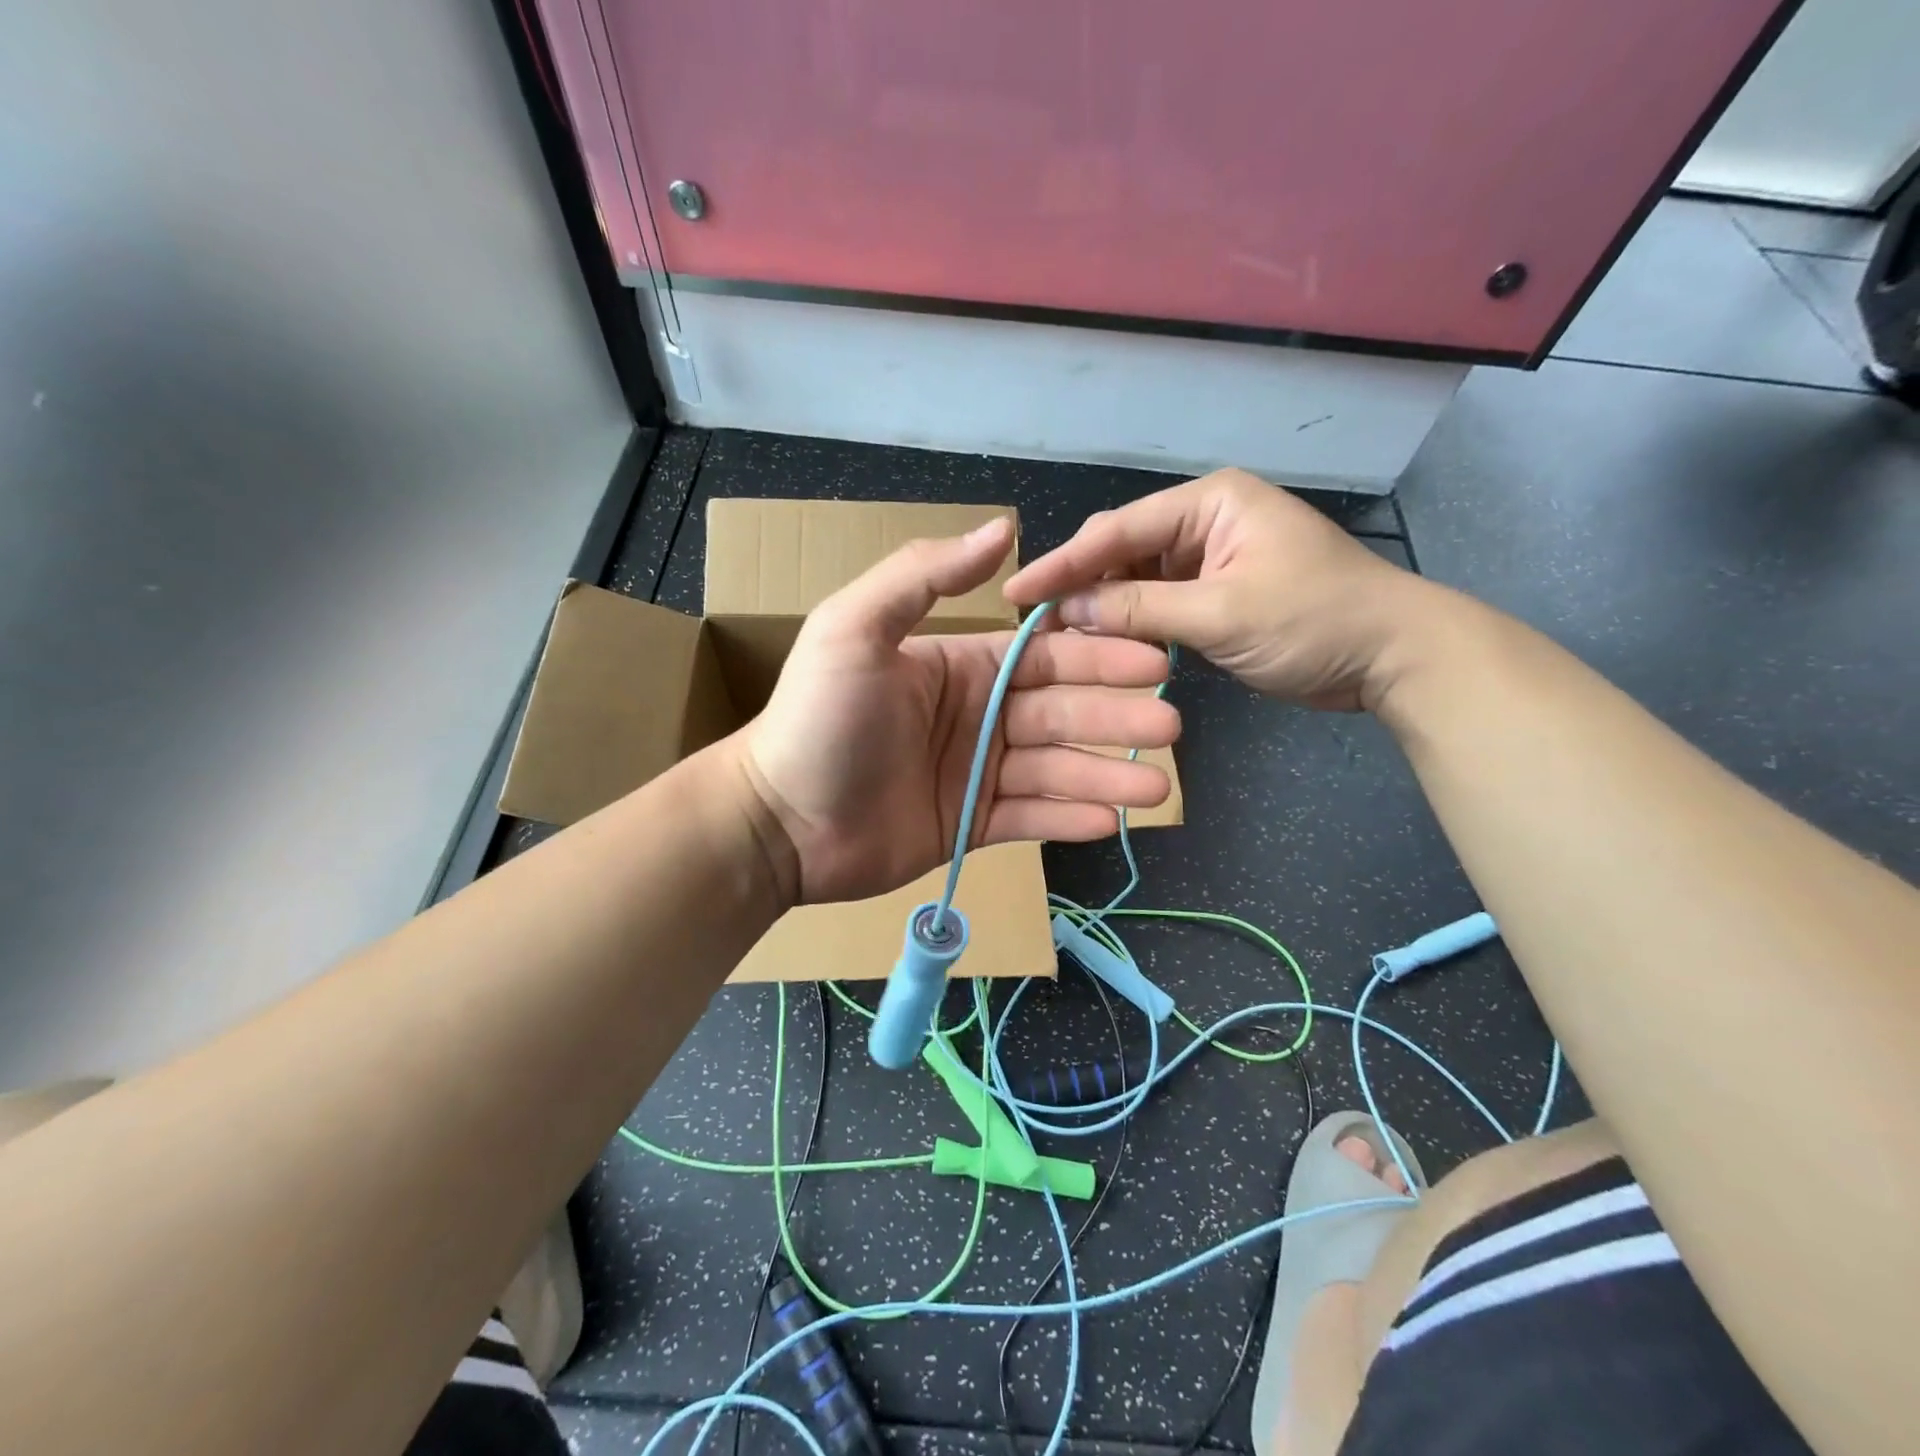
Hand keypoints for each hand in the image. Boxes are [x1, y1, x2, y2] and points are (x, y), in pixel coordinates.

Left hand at [739, 517, 1178, 905]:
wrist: (779, 821)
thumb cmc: (817, 719)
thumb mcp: (854, 629)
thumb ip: (924, 576)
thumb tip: (1002, 528)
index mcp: (961, 665)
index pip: (1044, 656)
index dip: (1098, 657)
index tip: (1152, 661)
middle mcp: (979, 714)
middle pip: (1062, 712)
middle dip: (1117, 718)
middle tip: (1170, 728)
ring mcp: (977, 773)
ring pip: (1055, 770)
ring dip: (1106, 776)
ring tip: (1156, 787)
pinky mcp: (972, 825)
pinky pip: (1031, 818)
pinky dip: (1069, 819)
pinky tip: (1111, 822)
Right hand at [1004, 469, 1437, 711]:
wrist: (1395, 655)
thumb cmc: (1315, 622)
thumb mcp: (1222, 615)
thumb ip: (1140, 609)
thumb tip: (1067, 609)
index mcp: (1209, 503)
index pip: (1118, 530)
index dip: (1063, 563)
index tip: (1017, 592)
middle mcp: (1204, 520)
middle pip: (1122, 548)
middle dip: (1080, 583)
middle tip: (1035, 620)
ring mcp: (1211, 557)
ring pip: (1137, 576)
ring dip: (1104, 606)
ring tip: (1061, 635)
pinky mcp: (1217, 591)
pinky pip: (1160, 601)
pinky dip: (1133, 621)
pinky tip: (1105, 641)